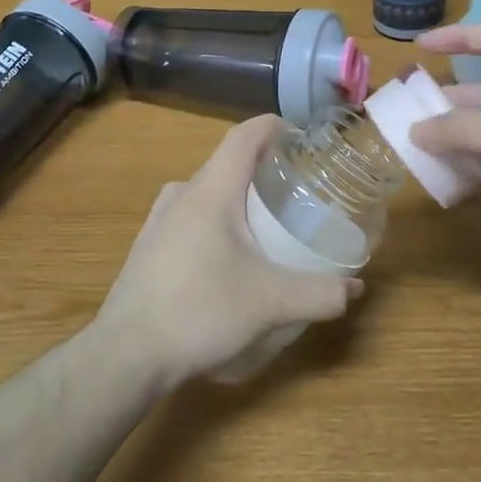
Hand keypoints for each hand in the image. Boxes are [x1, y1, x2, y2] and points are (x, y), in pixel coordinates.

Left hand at [93, 115, 363, 388]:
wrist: (126, 354)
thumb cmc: (199, 312)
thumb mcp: (270, 304)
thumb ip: (319, 293)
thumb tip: (354, 288)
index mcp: (210, 191)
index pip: (244, 136)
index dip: (274, 127)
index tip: (303, 139)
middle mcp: (181, 194)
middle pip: (228, 162)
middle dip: (264, 168)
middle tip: (298, 189)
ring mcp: (159, 219)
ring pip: (208, 190)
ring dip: (239, 196)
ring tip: (269, 221)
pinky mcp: (149, 245)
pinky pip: (191, 215)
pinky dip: (218, 219)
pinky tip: (232, 255)